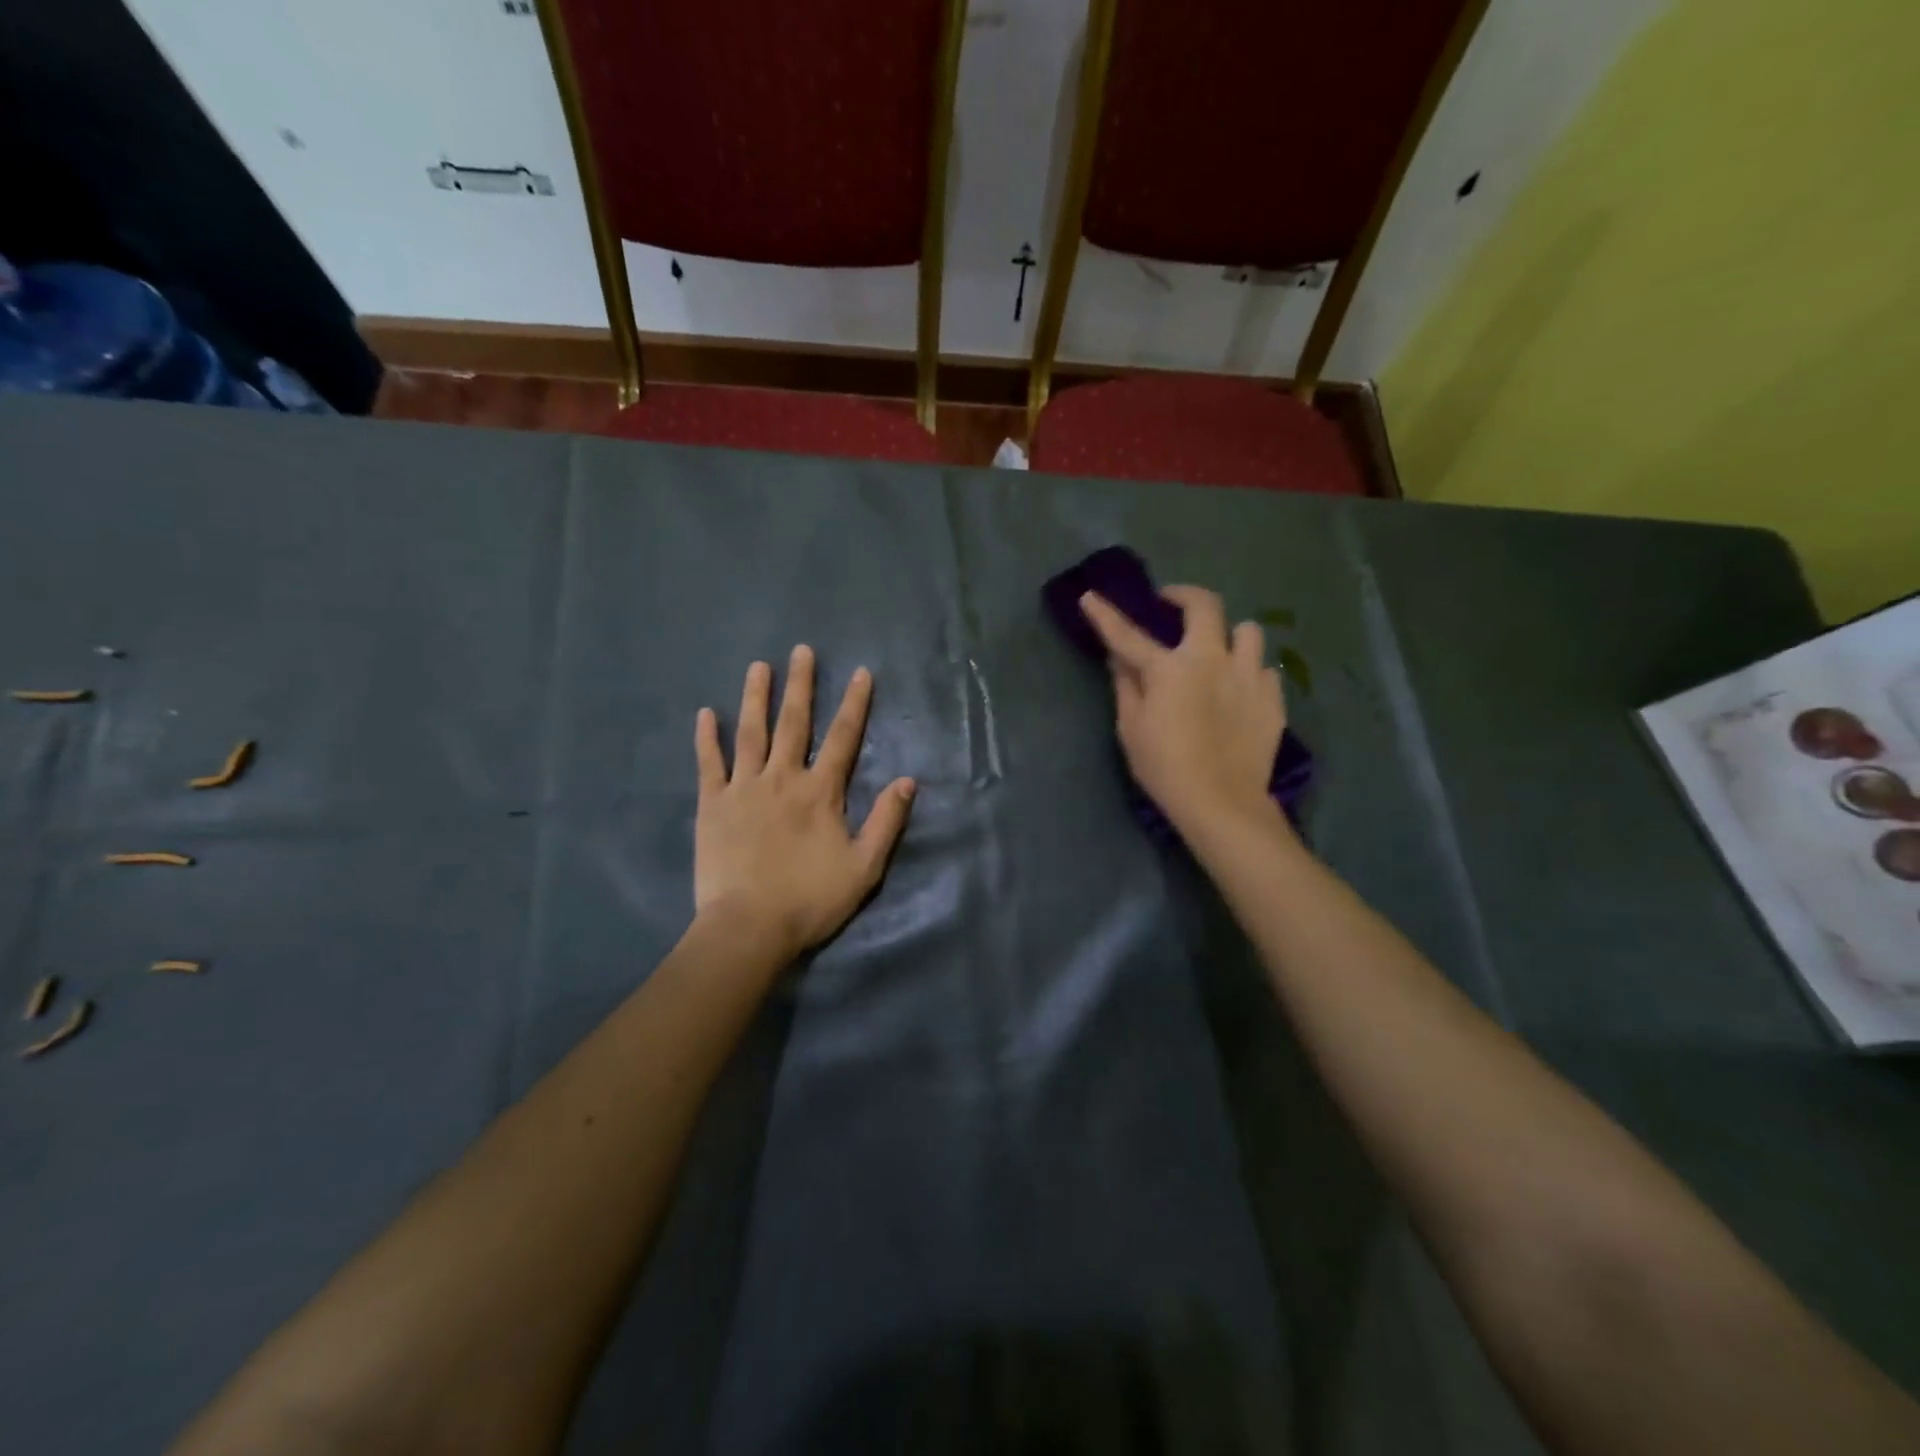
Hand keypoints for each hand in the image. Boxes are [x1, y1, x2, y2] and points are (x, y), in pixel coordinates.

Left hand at [694, 646, 915, 960]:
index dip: (855, 704)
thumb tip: (908, 780)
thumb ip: (886, 821)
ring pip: (751, 733)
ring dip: (755, 698)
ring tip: (758, 667)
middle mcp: (782, 779)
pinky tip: (705, 713)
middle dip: (800, 685)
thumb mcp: (864, 867)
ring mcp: (743, 788)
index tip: (861, 673)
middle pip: (794, 723)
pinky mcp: (711, 805)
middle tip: (802, 651)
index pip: (843, 738)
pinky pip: (708, 764)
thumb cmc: (810, 899)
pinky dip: (707, 738)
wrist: (748, 928)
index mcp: (820, 792)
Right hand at [1080, 586, 1285, 835]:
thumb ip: (1126, 686)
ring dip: (1230, 636)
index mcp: (1170, 668)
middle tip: (1171, 603)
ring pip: (1248, 631)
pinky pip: (1264, 670)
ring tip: (1219, 652)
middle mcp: (1212, 659)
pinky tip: (1240, 692)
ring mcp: (1248, 675)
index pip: (1128, 634)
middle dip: (1184, 595)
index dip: (1105, 614)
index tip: (1090, 597)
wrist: (1222, 803)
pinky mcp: (1273, 698)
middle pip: (1205, 605)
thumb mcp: (1131, 729)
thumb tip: (1120, 659)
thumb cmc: (1165, 767)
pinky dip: (1249, 674)